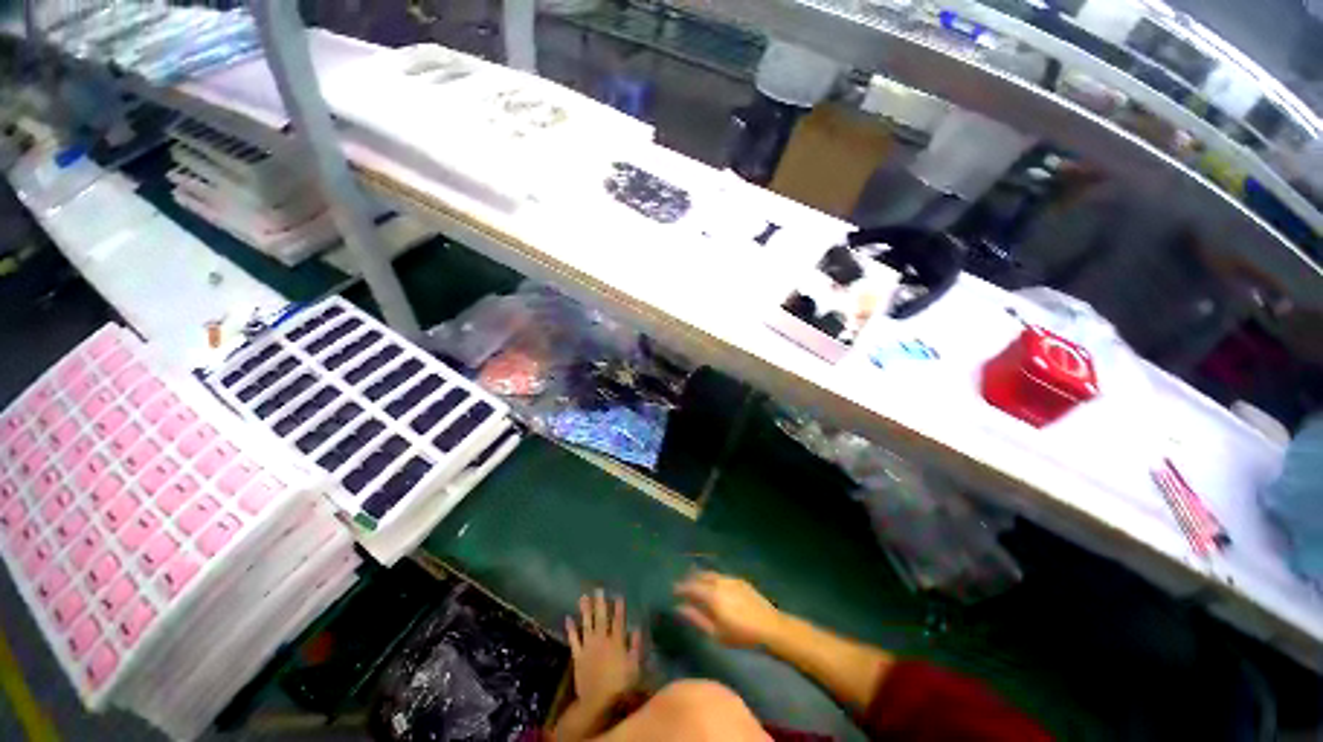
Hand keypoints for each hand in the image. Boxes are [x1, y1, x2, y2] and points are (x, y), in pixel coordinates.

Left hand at [566, 589, 641, 708]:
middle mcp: (602, 640)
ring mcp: (588, 647)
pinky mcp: (578, 656)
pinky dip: (571, 629)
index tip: (618, 595)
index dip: (619, 608)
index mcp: (616, 642)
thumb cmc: (620, 686)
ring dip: (585, 610)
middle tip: (598, 589)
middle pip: (601, 618)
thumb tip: (636, 628)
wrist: (597, 702)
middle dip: (600, 603)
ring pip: (586, 624)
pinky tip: (568, 618)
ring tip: (583, 597)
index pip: (618, 620)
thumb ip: (635, 646)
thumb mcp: (634, 667)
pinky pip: (573, 640)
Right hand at [674, 571, 782, 648]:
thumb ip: (696, 619)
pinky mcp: (739, 580)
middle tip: (683, 587)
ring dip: (701, 577)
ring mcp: (730, 579)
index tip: (673, 591)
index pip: (690, 586)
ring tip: (696, 584)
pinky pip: (721, 576)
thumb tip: (680, 608)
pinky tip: (714, 586)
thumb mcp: (716, 633)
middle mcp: (719, 582)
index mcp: (711, 595)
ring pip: (710, 574)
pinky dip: (712, 578)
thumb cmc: (741, 635)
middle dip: (690, 580)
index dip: (680, 588)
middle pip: (700, 576)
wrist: (770, 626)